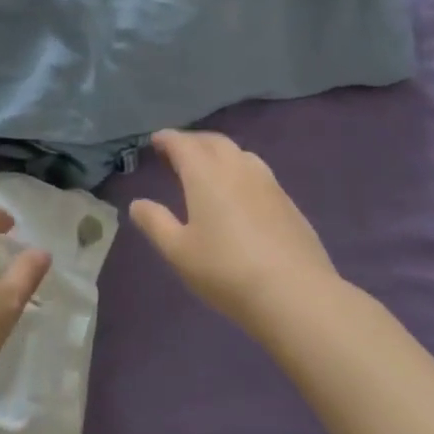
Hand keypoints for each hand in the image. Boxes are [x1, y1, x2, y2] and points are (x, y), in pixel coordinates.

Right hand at [130, 130, 339, 333]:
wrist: (295, 294)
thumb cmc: (226, 270)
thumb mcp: (179, 251)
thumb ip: (155, 223)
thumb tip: (137, 204)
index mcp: (205, 172)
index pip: (182, 143)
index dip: (167, 139)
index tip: (156, 141)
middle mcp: (236, 166)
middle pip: (212, 141)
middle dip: (193, 141)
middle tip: (178, 152)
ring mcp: (267, 182)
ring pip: (238, 153)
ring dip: (219, 152)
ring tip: (209, 168)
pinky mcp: (287, 201)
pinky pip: (257, 171)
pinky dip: (240, 170)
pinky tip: (240, 192)